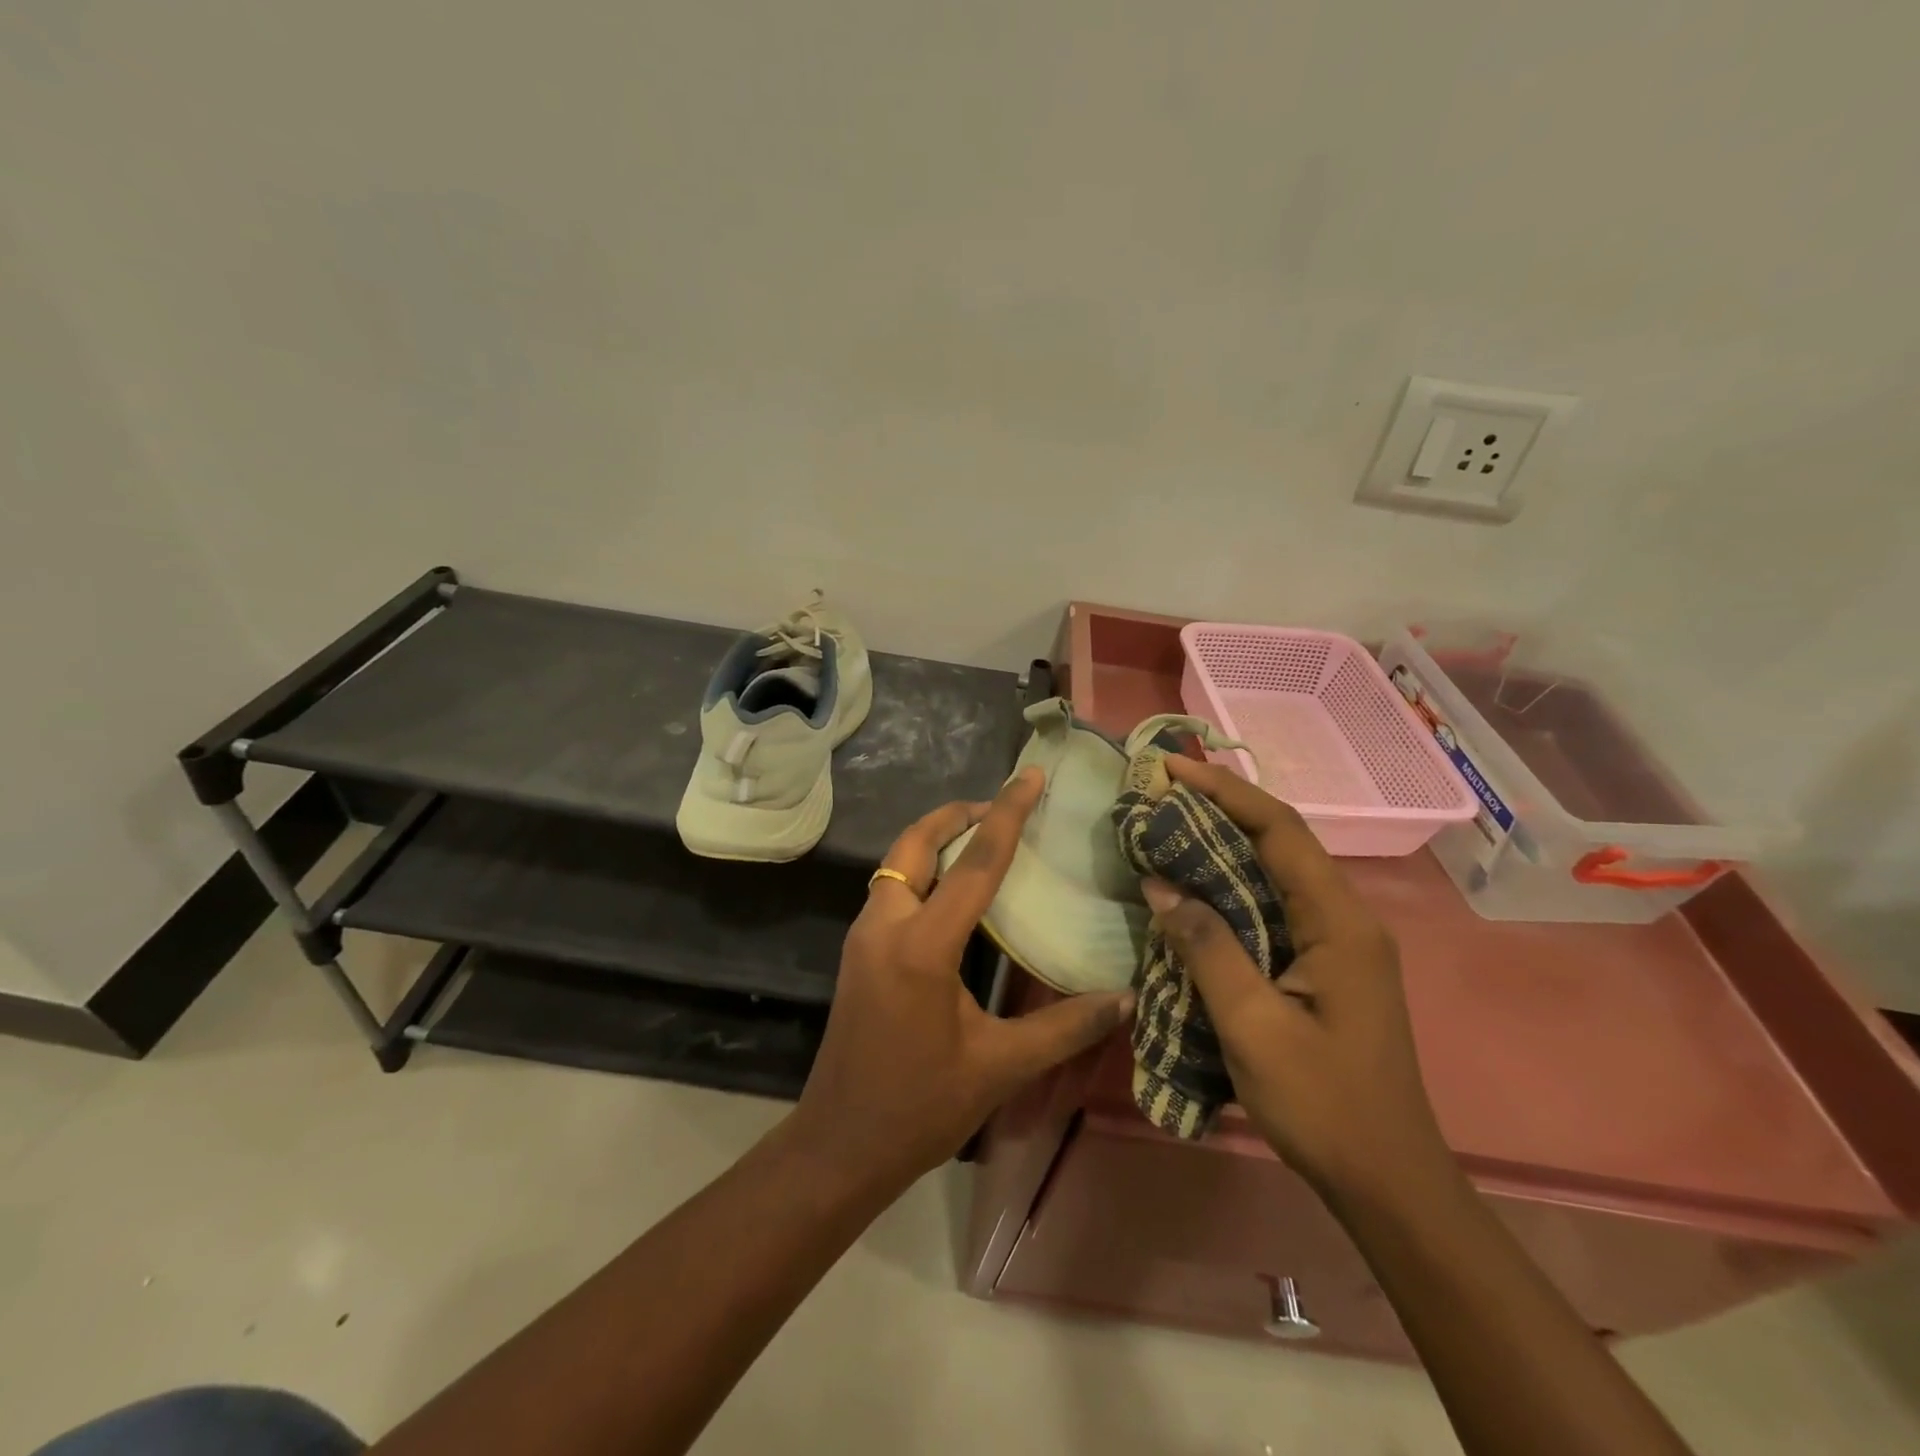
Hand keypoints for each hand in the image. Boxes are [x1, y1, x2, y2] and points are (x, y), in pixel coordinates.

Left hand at [789, 767, 1134, 1197]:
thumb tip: (1126, 999)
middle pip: (916, 843)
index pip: (975, 863)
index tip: (1029, 776)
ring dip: (934, 840)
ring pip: (897, 864)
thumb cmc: (920, 1107)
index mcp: (923, 945)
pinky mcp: (857, 952)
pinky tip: (951, 891)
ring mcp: (863, 937)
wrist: (840, 1145)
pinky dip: (921, 870)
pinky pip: (891, 889)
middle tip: (999, 805)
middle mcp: (886, 926)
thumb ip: (1065, 1027)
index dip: (1007, 814)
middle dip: (956, 814)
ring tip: (980, 838)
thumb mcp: (999, 1066)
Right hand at [1142, 757, 1454, 1206]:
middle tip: (1161, 793)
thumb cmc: (1323, 1104)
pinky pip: (1274, 903)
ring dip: (1225, 843)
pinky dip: (1231, 882)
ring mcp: (1339, 940)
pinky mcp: (1325, 962)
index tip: (1173, 768)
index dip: (1226, 791)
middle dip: (1221, 808)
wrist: (1387, 1180)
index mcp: (1340, 922)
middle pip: (1281, 840)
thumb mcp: (1253, 1026)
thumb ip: (1207, 947)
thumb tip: (1161, 883)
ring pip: (1277, 870)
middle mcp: (1346, 917)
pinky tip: (1196, 886)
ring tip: (1169, 826)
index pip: (1281, 830)